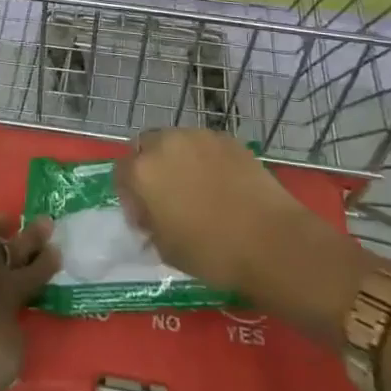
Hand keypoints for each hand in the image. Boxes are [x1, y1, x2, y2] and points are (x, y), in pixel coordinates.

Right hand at [115, 129, 364, 338]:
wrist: (271, 241)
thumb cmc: (213, 254)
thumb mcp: (167, 250)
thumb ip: (150, 225)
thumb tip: (151, 216)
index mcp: (142, 171)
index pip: (120, 172)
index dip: (129, 196)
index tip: (145, 217)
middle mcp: (165, 143)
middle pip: (145, 146)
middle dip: (150, 168)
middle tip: (167, 197)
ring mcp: (198, 136)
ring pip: (176, 142)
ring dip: (177, 160)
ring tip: (197, 189)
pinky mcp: (226, 138)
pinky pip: (204, 145)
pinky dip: (205, 159)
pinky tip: (222, 185)